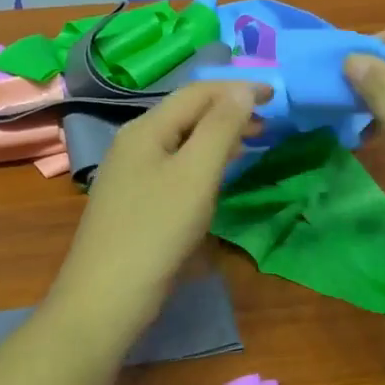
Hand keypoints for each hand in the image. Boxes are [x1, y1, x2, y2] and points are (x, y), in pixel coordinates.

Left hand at [46, 82, 264, 346]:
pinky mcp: (135, 203)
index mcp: (146, 129)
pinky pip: (175, 168)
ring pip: (181, 142)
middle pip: (186, 114)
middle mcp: (134, 144)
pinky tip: (216, 177)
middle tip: (269, 122)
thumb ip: (220, 127)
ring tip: (251, 143)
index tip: (277, 94)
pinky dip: (202, 162)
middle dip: (229, 111)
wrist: (107, 296)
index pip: (196, 93)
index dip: (237, 88)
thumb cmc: (156, 230)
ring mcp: (131, 175)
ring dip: (218, 137)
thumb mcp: (196, 174)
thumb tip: (241, 89)